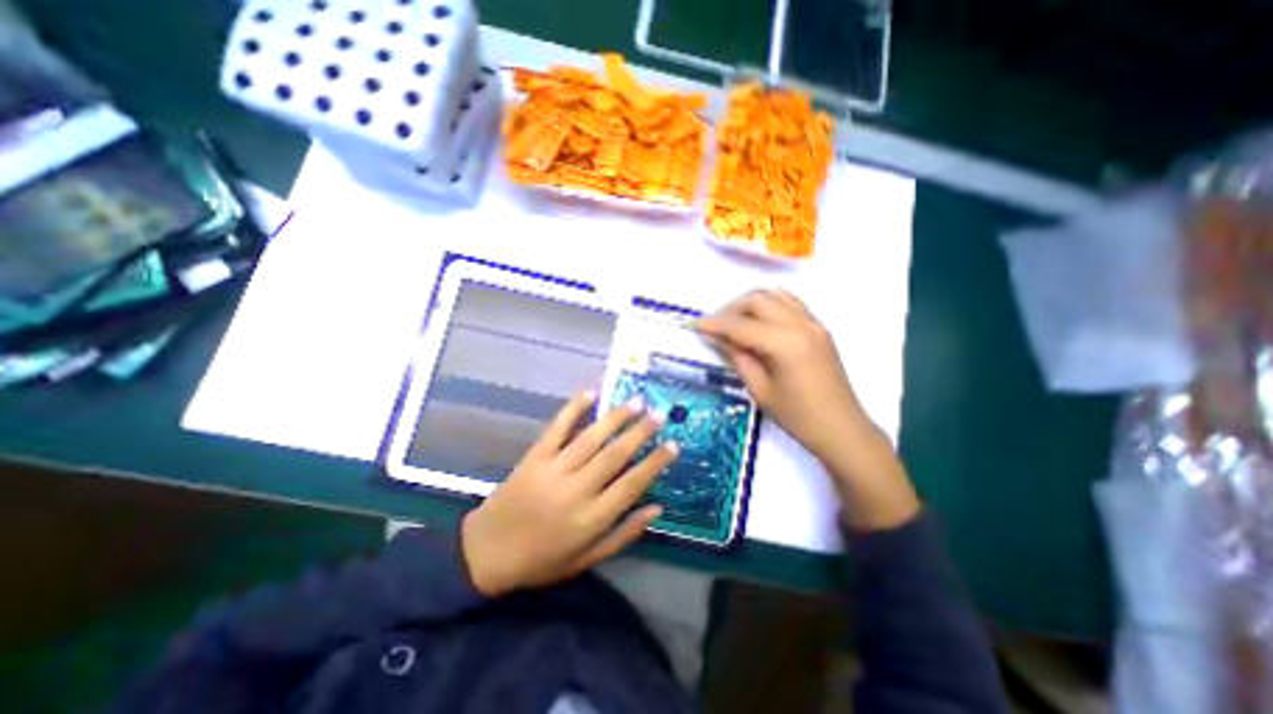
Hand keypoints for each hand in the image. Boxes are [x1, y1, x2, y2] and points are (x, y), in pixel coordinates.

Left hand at [457, 391, 675, 597]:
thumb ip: (623, 534)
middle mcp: (575, 489)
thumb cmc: (542, 560)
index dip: (655, 463)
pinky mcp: (534, 456)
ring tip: (636, 401)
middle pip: (614, 455)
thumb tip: (656, 507)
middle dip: (640, 432)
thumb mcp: (587, 558)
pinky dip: (573, 409)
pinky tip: (591, 393)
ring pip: (590, 438)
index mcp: (591, 518)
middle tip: (660, 413)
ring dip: (616, 417)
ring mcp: (552, 469)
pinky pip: (556, 428)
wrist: (486, 553)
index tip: (673, 444)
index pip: (632, 484)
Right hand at [694, 289, 916, 530]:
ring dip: (749, 304)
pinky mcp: (819, 327)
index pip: (740, 324)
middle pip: (757, 300)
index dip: (713, 324)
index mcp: (784, 343)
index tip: (693, 325)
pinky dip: (769, 305)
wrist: (841, 428)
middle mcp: (800, 324)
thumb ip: (736, 356)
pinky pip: (789, 303)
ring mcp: (813, 322)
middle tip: (715, 329)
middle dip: (730, 310)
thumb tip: (714, 337)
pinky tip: (758, 323)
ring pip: (773, 295)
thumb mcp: (759, 389)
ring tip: (734, 324)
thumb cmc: (797, 417)